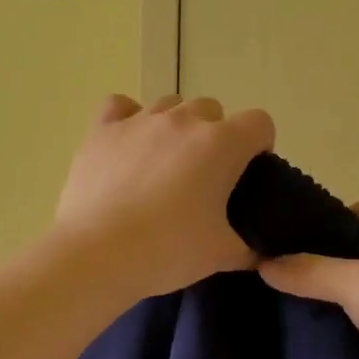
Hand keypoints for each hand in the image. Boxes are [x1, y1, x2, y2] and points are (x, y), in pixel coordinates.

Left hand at [53, 94, 275, 299]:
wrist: (98, 254)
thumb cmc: (168, 250)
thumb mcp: (221, 254)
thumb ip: (247, 246)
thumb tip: (255, 250)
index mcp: (221, 144)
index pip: (259, 123)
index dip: (259, 145)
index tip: (247, 173)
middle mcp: (182, 120)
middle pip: (212, 110)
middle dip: (214, 135)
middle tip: (203, 176)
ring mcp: (139, 120)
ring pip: (170, 104)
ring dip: (175, 126)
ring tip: (164, 163)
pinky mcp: (102, 129)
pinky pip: (120, 106)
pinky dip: (128, 119)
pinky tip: (127, 144)